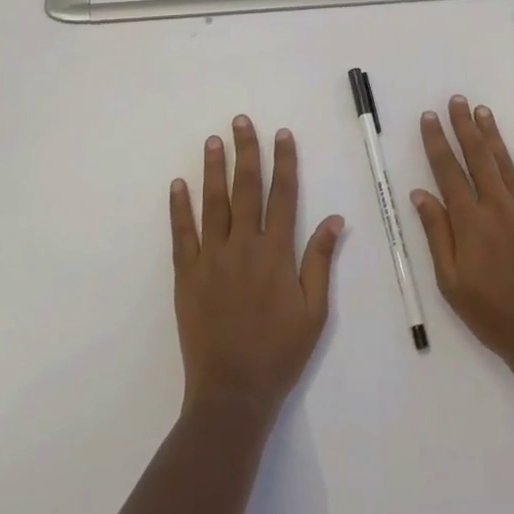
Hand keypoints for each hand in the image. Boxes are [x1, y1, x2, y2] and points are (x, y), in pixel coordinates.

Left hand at [170, 116, 344, 420]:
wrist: (232, 392)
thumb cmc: (279, 352)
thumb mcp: (314, 312)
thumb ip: (320, 262)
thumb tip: (335, 219)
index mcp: (276, 253)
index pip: (283, 196)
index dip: (284, 162)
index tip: (282, 134)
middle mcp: (243, 247)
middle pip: (246, 189)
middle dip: (246, 152)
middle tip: (241, 121)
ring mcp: (211, 259)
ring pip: (213, 204)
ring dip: (213, 169)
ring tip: (213, 140)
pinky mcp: (187, 275)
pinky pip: (182, 234)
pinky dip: (179, 208)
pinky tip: (178, 185)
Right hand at [411, 96, 513, 374]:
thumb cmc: (491, 312)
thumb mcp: (450, 281)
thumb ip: (437, 233)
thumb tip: (420, 193)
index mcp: (470, 220)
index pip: (447, 171)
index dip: (436, 142)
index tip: (429, 117)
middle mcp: (497, 205)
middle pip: (477, 157)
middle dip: (464, 126)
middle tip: (457, 100)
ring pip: (505, 163)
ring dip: (493, 135)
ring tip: (483, 110)